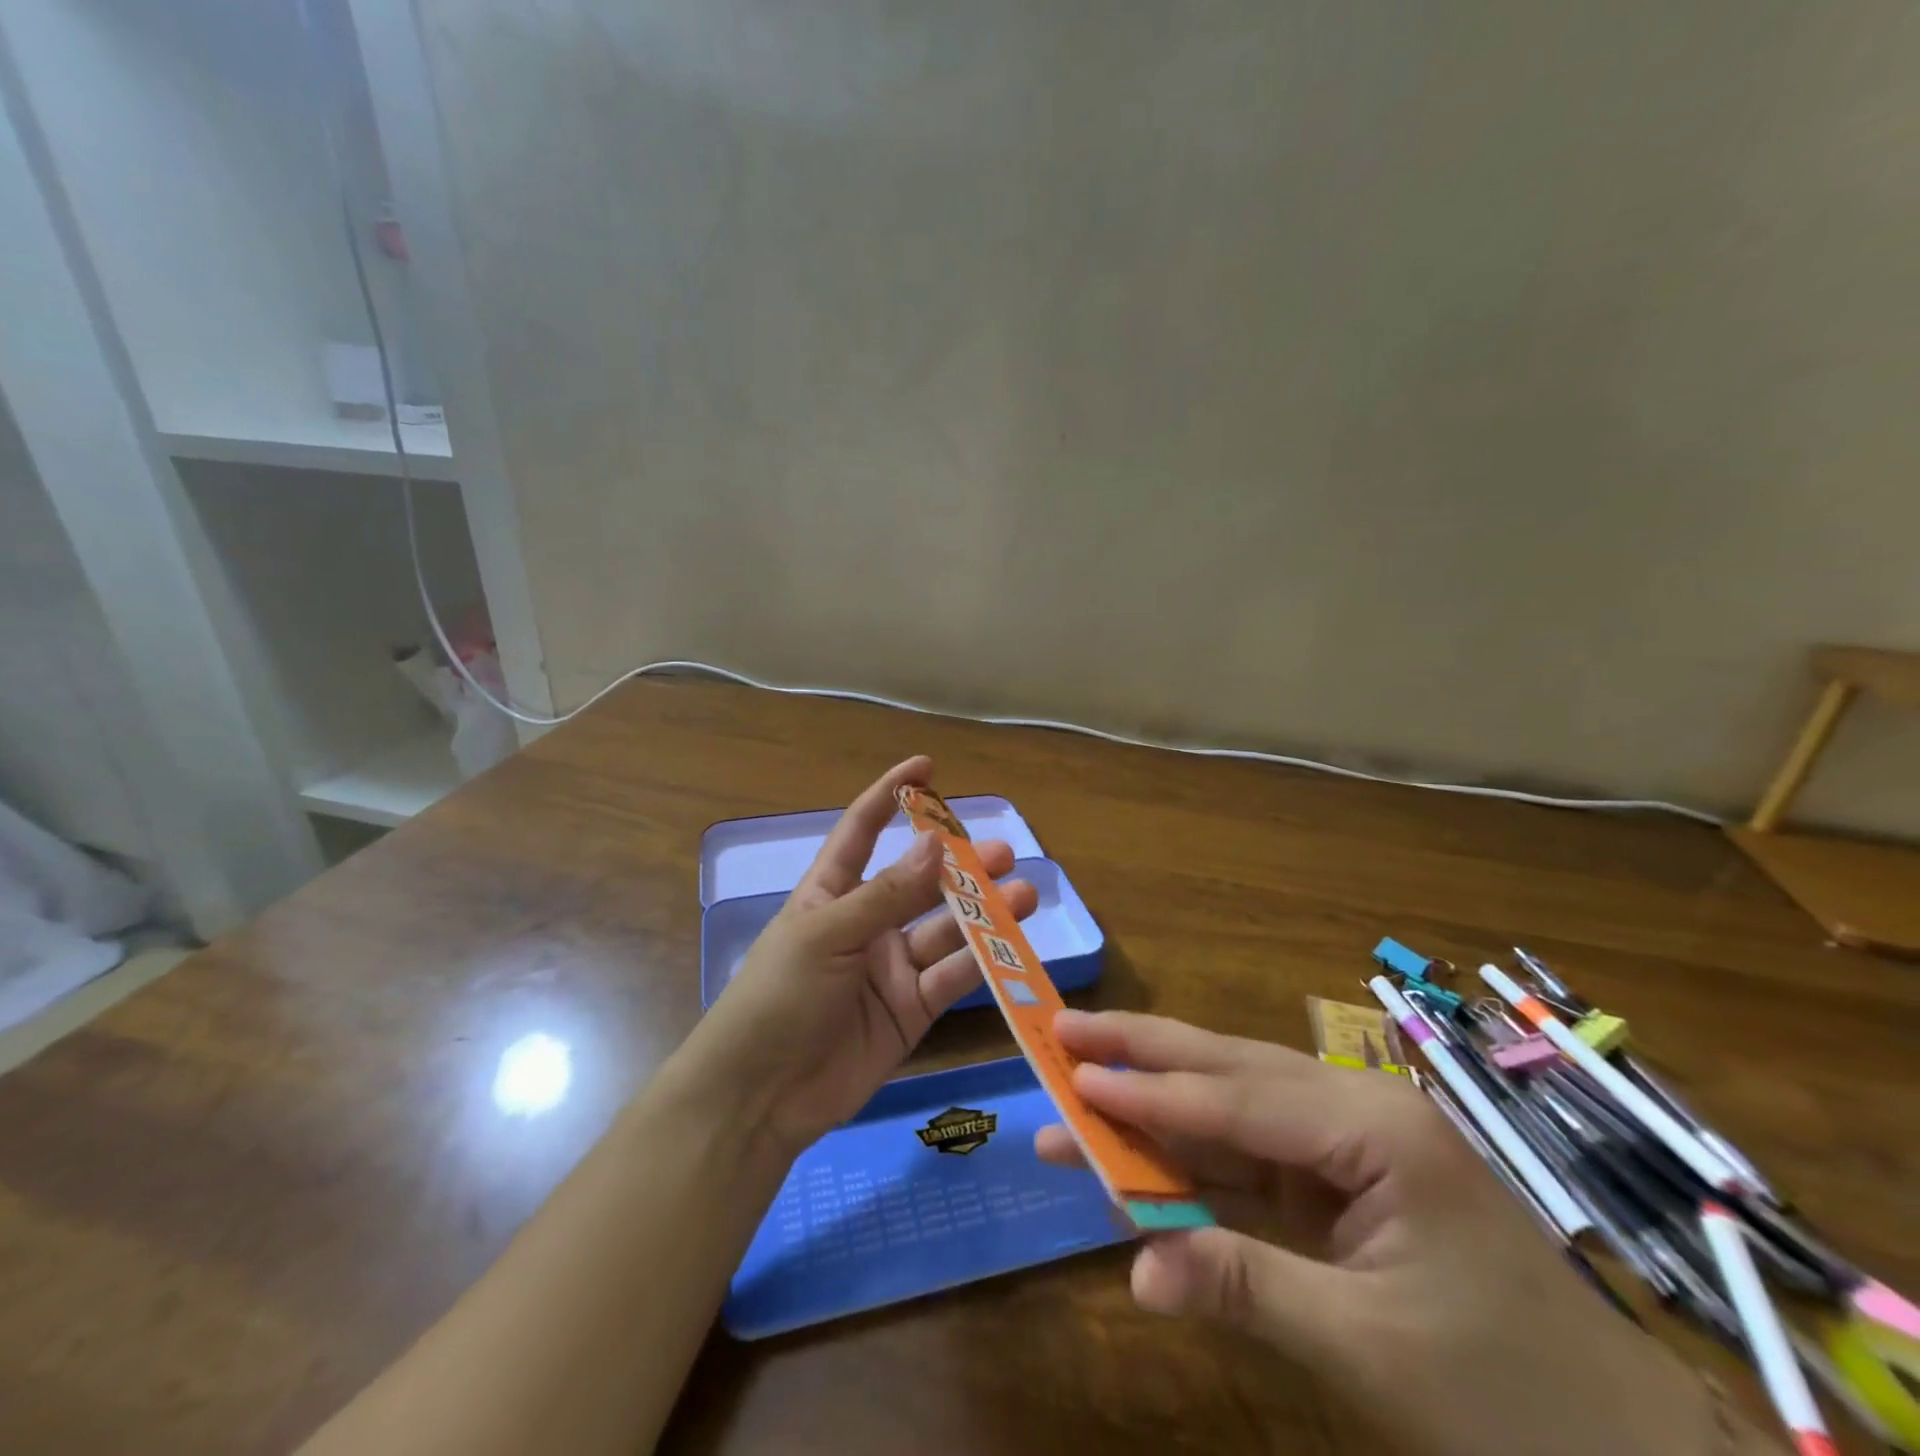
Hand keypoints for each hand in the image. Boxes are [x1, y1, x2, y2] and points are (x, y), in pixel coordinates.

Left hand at [677, 757, 1037, 1154]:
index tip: (927, 766)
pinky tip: (1013, 947)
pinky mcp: (912, 1010)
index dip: (891, 795)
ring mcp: (891, 968)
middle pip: (919, 882)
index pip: (863, 830)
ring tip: (1023, 895)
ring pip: (945, 929)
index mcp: (832, 893)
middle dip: (959, 865)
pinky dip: (983, 964)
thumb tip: (936, 843)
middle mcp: (866, 923)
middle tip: (1003, 852)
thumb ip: (886, 894)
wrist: (761, 1096)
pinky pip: (953, 979)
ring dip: (983, 912)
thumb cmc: (779, 997)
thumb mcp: (828, 935)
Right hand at [1036, 1011, 1727, 1455]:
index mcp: (1374, 1128)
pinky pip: (1249, 1158)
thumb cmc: (1518, 1401)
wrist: (1638, 1454)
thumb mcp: (1373, 1348)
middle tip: (1065, 1028)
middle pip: (1229, 1069)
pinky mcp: (1340, 1184)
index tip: (1073, 1070)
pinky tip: (1140, 1153)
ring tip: (1080, 1084)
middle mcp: (1355, 1111)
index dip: (1149, 1091)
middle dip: (1144, 1052)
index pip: (1237, 1100)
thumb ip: (1247, 1287)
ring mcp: (1348, 1145)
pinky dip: (1190, 1157)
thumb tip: (1135, 1272)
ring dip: (1156, 1103)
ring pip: (1231, 1106)